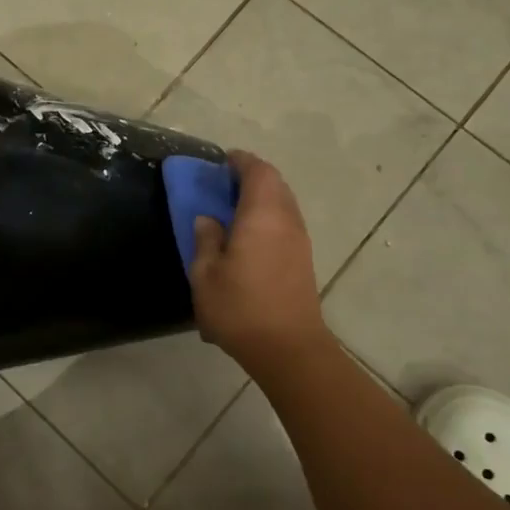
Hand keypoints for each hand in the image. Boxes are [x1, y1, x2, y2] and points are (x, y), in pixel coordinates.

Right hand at [189, 151, 330, 370]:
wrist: (288, 348)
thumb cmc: (240, 308)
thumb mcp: (205, 275)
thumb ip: (205, 240)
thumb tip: (208, 219)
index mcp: (262, 215)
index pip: (257, 171)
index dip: (240, 161)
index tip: (222, 161)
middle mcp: (286, 219)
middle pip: (275, 183)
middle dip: (251, 176)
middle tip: (224, 183)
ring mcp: (299, 239)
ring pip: (284, 202)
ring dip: (262, 196)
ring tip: (234, 207)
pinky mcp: (304, 258)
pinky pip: (287, 221)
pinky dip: (269, 215)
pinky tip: (250, 234)